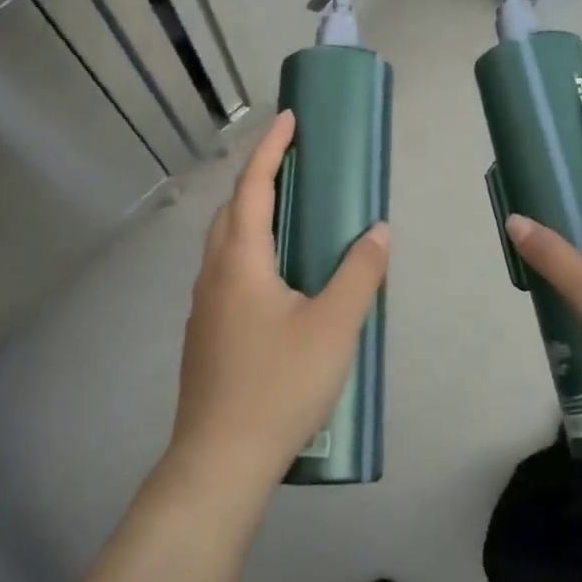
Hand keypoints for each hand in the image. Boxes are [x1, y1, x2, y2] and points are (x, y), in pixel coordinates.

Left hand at [169, 110, 389, 490]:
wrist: (219, 462)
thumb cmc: (278, 385)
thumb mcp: (334, 326)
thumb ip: (359, 273)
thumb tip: (377, 231)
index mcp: (240, 260)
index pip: (253, 186)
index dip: (271, 148)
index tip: (290, 119)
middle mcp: (214, 274)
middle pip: (232, 210)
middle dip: (260, 179)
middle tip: (297, 168)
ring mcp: (204, 307)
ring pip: (226, 244)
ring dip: (253, 217)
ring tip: (293, 218)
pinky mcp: (207, 335)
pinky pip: (228, 272)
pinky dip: (251, 252)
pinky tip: (280, 281)